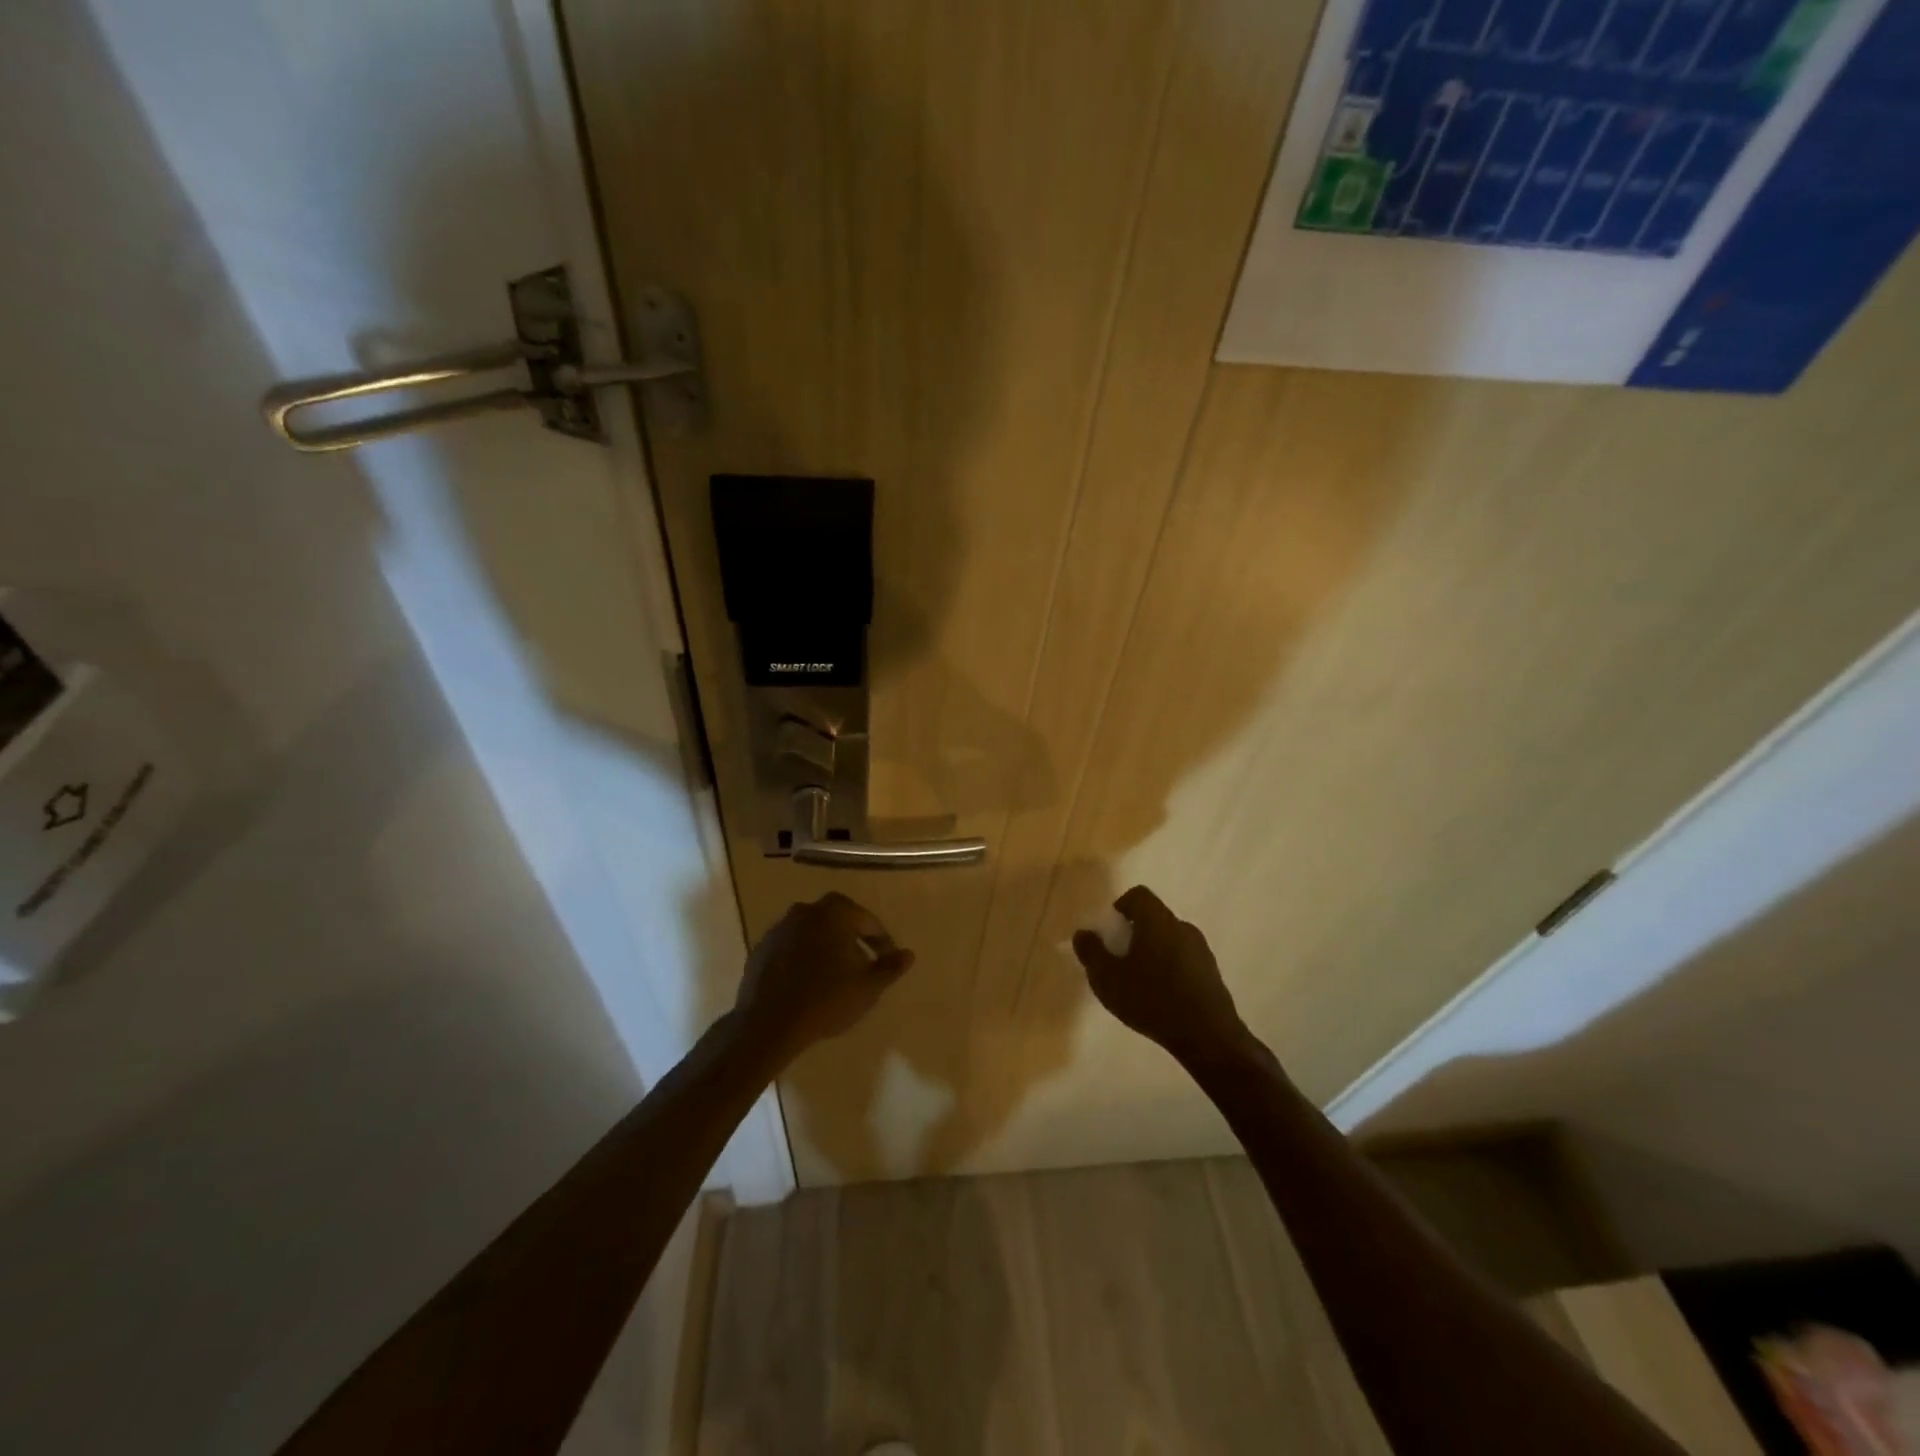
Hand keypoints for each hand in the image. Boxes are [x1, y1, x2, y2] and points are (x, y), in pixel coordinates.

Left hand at [732, 892, 914, 1063]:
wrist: (769, 1023)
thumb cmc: (827, 999)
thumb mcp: (868, 987)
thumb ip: (890, 967)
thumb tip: (908, 954)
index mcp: (835, 912)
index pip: (868, 921)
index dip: (882, 942)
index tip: (888, 962)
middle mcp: (806, 910)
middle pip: (839, 919)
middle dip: (853, 937)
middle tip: (863, 962)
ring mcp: (780, 927)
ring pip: (814, 930)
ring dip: (827, 945)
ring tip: (836, 973)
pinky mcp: (762, 947)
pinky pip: (792, 945)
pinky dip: (804, 956)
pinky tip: (809, 980)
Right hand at [1072, 886, 1249, 1064]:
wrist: (1208, 1037)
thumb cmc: (1152, 1000)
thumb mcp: (1107, 978)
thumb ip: (1091, 952)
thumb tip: (1084, 933)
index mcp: (1157, 921)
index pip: (1138, 895)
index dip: (1120, 908)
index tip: (1110, 933)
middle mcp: (1182, 927)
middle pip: (1153, 918)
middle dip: (1134, 934)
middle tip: (1120, 961)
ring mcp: (1201, 950)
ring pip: (1169, 940)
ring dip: (1152, 953)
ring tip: (1139, 984)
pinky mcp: (1212, 974)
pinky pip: (1184, 960)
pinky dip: (1170, 970)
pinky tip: (1162, 999)